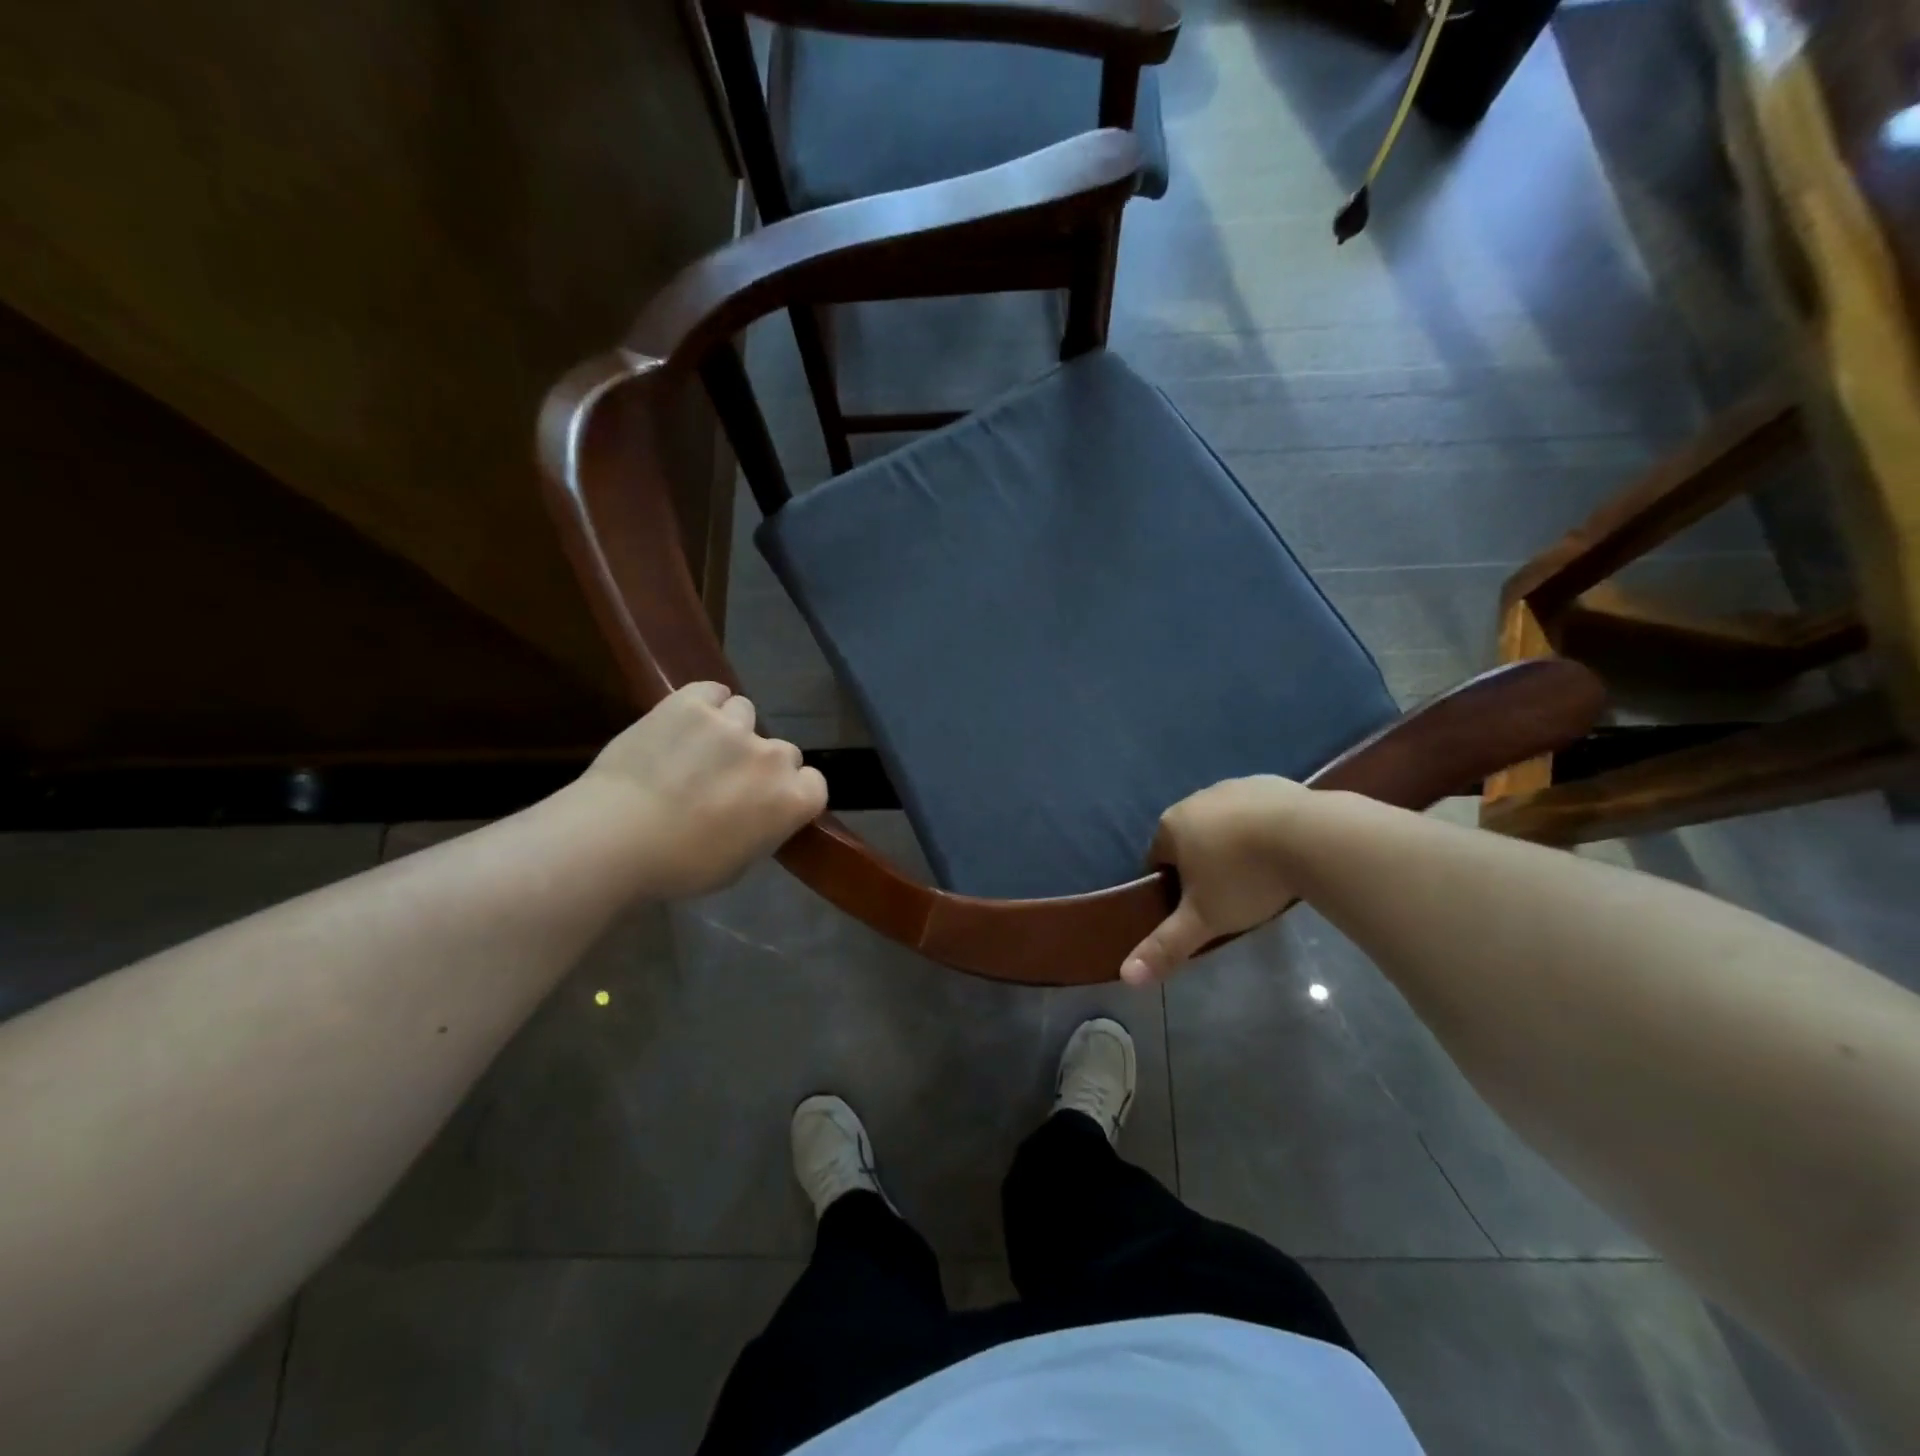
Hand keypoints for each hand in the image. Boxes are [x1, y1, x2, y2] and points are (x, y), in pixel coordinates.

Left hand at [573, 682, 827, 897]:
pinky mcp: (692, 703)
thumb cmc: (679, 867)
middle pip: (782, 750)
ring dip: (729, 730)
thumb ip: (762, 827)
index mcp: (792, 800)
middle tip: (725, 780)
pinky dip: (704, 703)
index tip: (765, 802)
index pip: (814, 783)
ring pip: (745, 714)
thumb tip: (755, 813)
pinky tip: (686, 720)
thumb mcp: (738, 863)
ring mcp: (733, 725)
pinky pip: (712, 691)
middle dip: (759, 763)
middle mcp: (773, 756)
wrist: (616, 838)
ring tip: (697, 747)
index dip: (790, 791)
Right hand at [1121, 776, 1309, 984]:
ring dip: (1235, 842)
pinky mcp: (1273, 782)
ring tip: (1262, 874)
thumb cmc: (1245, 878)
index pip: (1158, 858)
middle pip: (1191, 837)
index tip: (1198, 907)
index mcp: (1172, 825)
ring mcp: (1236, 785)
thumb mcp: (1203, 920)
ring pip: (1226, 821)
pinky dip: (1265, 827)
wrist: (1312, 838)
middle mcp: (1197, 798)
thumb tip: (1125, 976)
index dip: (1174, 885)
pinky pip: (1259, 809)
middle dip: (1204, 862)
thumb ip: (1165, 946)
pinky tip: (1285, 851)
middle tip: (1231, 894)